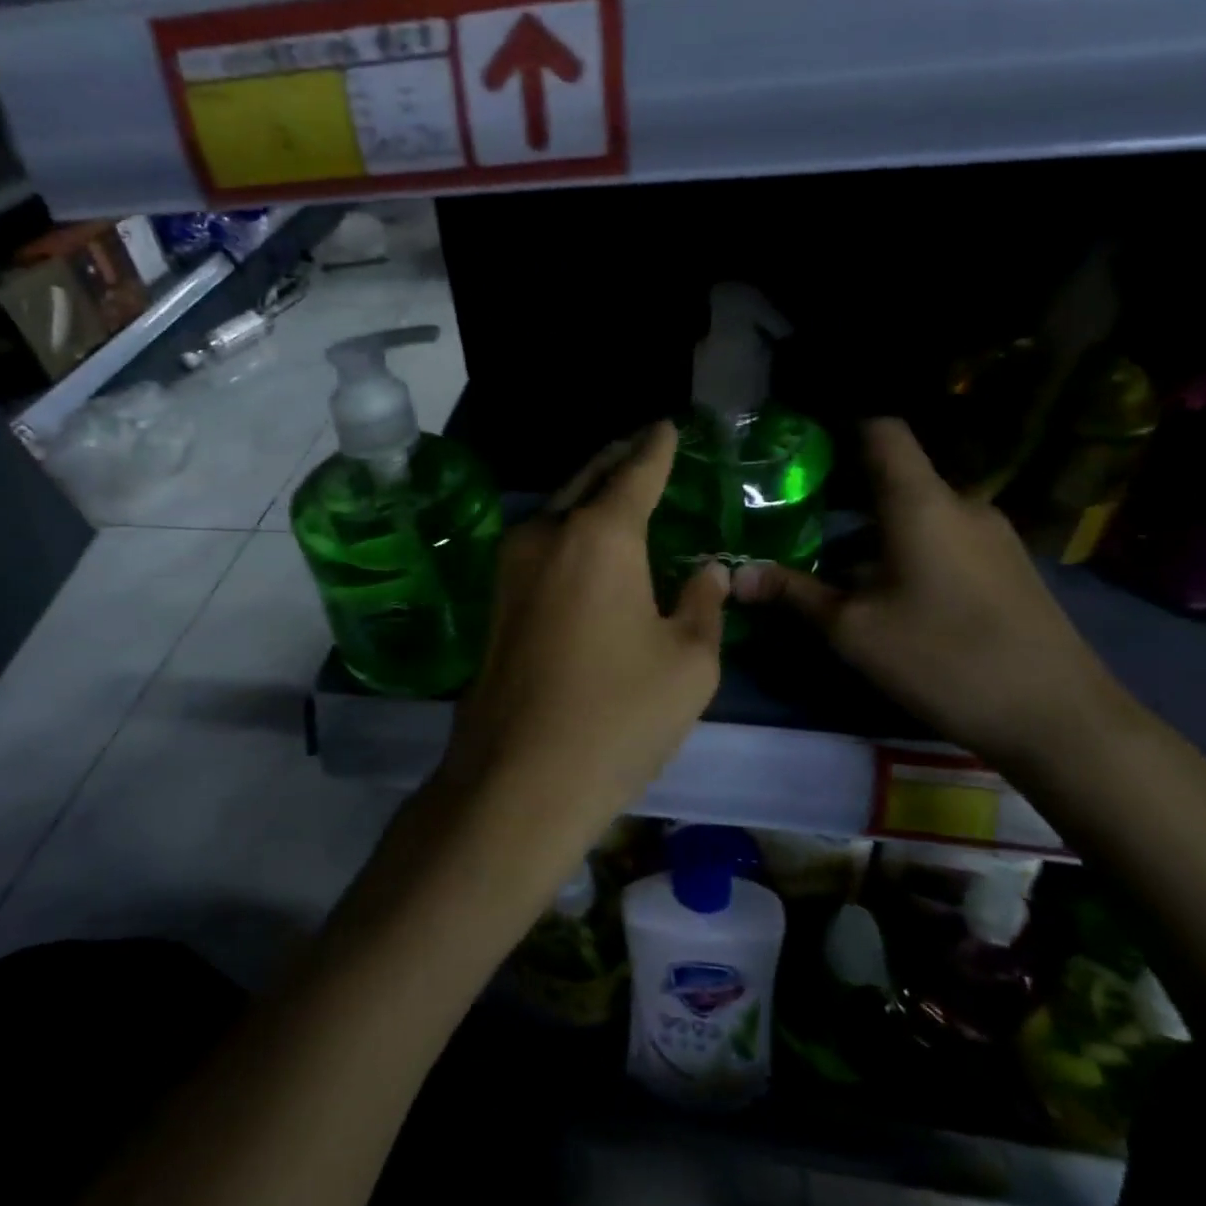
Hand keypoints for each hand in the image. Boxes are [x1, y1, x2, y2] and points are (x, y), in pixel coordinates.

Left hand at [441, 423, 728, 833]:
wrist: (517, 780)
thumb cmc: (617, 717)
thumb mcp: (688, 663)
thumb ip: (703, 604)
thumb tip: (709, 572)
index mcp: (599, 536)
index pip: (635, 471)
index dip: (656, 447)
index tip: (666, 425)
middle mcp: (547, 535)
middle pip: (587, 479)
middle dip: (617, 460)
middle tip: (643, 447)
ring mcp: (510, 567)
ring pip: (558, 510)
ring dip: (589, 495)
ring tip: (620, 491)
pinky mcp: (496, 601)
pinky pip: (542, 545)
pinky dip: (570, 530)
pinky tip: (589, 548)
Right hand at [733, 419, 1134, 771]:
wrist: (1058, 717)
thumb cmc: (943, 658)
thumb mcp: (854, 630)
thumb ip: (794, 594)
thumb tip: (735, 576)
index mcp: (921, 503)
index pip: (882, 431)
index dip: (842, 431)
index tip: (803, 454)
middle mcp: (961, 504)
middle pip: (896, 478)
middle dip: (845, 498)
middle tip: (800, 523)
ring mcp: (993, 535)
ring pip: (919, 514)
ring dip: (876, 533)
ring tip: (837, 571)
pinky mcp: (1009, 566)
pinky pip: (946, 539)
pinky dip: (909, 551)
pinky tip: (892, 597)